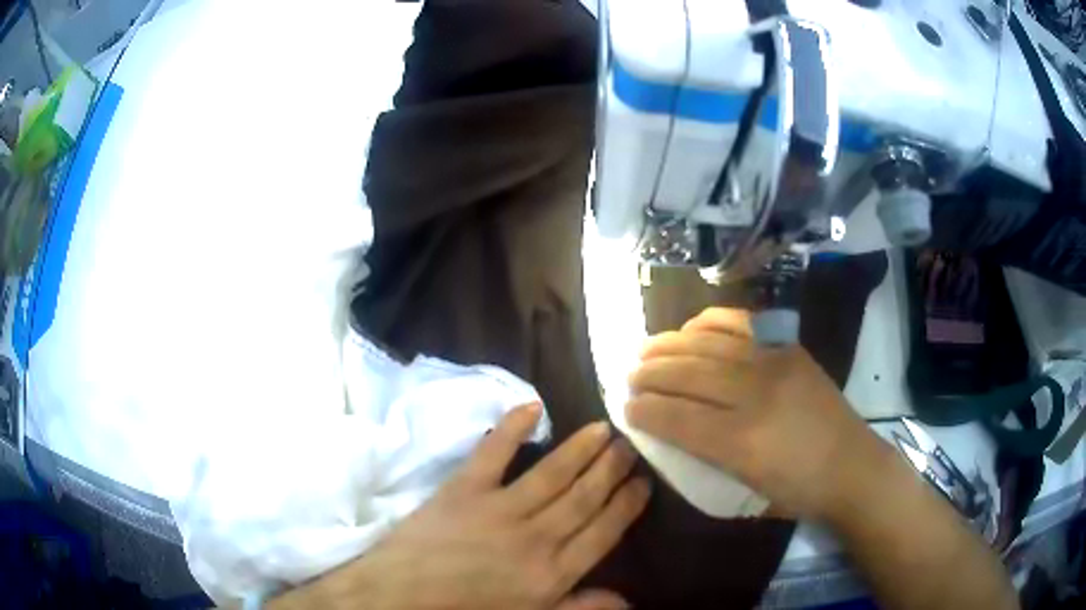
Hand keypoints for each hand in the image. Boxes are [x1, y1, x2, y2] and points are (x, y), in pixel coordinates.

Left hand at [275, 404, 649, 609]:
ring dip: (581, 449)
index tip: (643, 483)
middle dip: (611, 470)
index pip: (603, 532)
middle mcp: (535, 537)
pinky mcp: (464, 489)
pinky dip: (512, 427)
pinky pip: (494, 452)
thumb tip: (628, 601)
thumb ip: (579, 608)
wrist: (400, 596)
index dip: (626, 506)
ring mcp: (499, 509)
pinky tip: (533, 406)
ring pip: (552, 473)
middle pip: (584, 497)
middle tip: (630, 444)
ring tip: (603, 428)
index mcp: (552, 572)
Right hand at [626, 307, 881, 519]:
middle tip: (628, 375)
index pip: (678, 417)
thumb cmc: (797, 491)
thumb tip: (668, 431)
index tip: (625, 406)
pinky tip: (691, 328)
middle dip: (650, 373)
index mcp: (742, 442)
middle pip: (689, 374)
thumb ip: (704, 459)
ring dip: (670, 344)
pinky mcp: (789, 347)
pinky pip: (741, 323)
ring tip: (646, 348)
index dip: (645, 410)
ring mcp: (774, 363)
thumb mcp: (745, 491)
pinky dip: (710, 322)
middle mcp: (756, 395)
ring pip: (709, 344)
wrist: (852, 466)